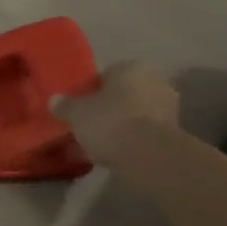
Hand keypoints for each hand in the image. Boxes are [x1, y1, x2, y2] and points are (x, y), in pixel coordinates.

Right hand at [53, 62, 179, 171]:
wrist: (150, 156)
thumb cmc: (111, 122)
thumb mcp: (77, 113)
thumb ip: (65, 105)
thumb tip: (54, 100)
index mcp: (131, 68)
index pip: (106, 75)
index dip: (90, 92)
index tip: (78, 108)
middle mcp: (153, 82)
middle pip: (121, 96)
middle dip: (105, 110)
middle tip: (86, 127)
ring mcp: (167, 109)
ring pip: (132, 117)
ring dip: (117, 129)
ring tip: (95, 147)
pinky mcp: (172, 135)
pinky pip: (141, 136)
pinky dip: (127, 144)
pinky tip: (110, 157)